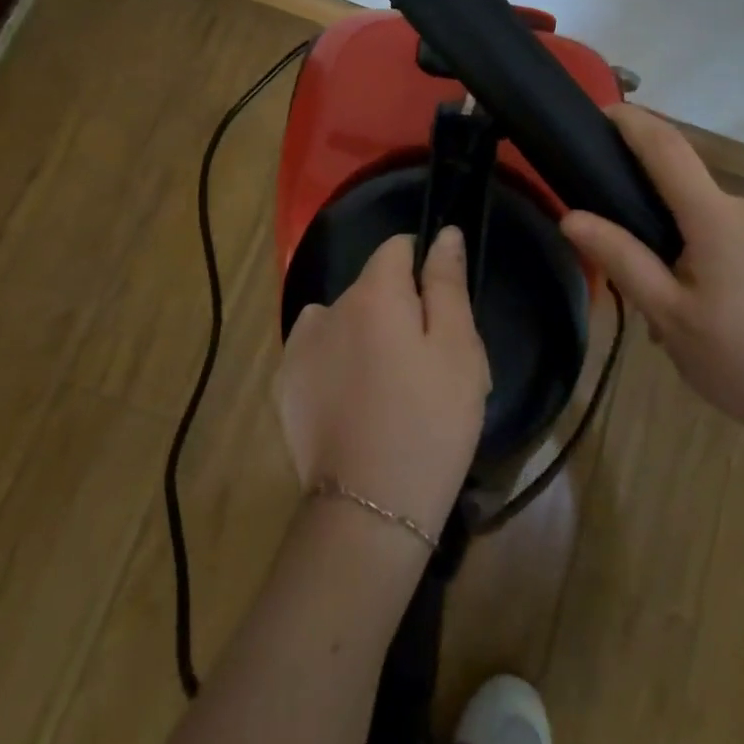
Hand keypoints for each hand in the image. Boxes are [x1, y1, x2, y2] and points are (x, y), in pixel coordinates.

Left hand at [277, 228, 490, 534]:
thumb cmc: (429, 421)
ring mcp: (299, 348)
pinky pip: (318, 352)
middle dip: (398, 308)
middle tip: (427, 364)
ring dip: (363, 334)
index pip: (397, 248)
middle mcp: (326, 308)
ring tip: (388, 387)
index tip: (441, 311)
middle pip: (371, 288)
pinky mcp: (285, 386)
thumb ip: (447, 283)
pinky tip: (354, 404)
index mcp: (372, 294)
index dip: (423, 268)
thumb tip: (444, 233)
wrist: (370, 510)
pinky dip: (336, 363)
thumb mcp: (458, 348)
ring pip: (342, 320)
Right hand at [559, 105, 743, 459]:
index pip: (666, 148)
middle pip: (688, 197)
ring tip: (681, 320)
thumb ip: (622, 259)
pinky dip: (719, 266)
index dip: (633, 122)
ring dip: (688, 255)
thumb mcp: (670, 316)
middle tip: (640, 287)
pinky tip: (723, 322)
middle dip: (655, 226)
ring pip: (715, 228)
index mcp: (716, 217)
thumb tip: (572, 217)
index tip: (602, 111)